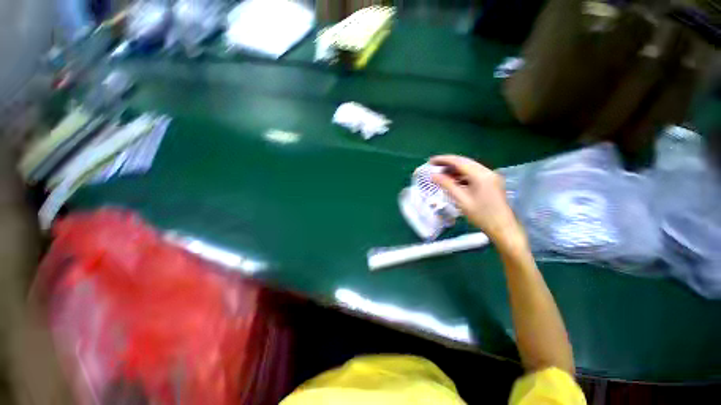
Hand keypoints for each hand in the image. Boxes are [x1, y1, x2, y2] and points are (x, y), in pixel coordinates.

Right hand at [429, 155, 522, 245]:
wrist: (502, 227)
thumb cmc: (481, 215)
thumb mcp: (461, 200)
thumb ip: (447, 185)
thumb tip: (433, 175)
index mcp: (481, 175)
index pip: (459, 162)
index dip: (444, 160)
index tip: (431, 161)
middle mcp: (487, 172)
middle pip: (464, 162)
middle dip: (448, 163)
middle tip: (434, 166)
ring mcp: (490, 176)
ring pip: (469, 167)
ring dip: (455, 169)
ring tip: (441, 174)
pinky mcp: (491, 182)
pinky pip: (474, 174)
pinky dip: (462, 175)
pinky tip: (453, 180)